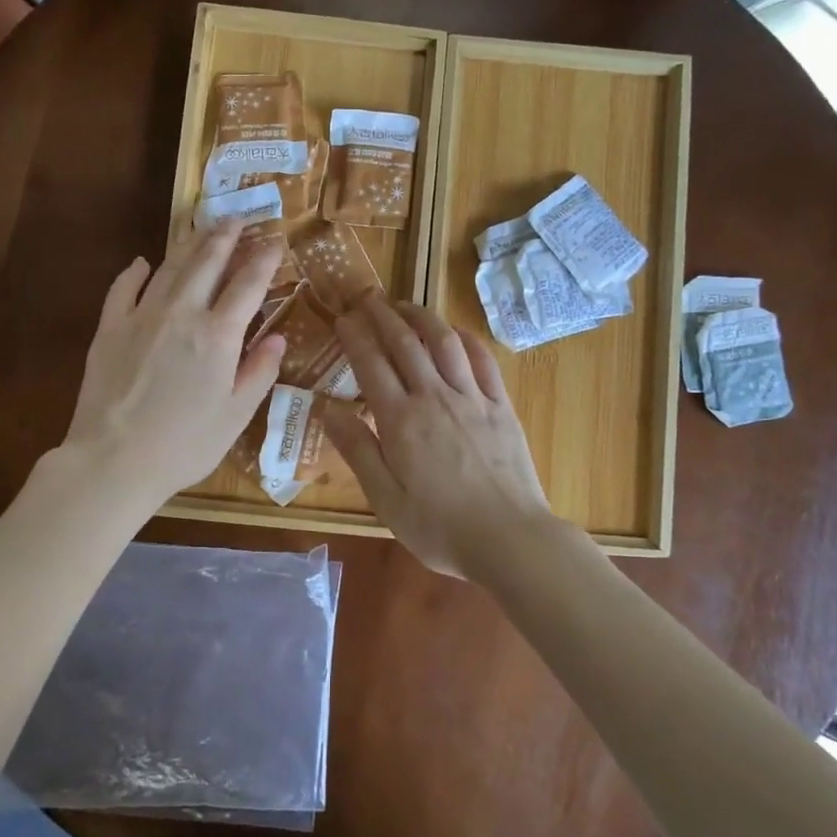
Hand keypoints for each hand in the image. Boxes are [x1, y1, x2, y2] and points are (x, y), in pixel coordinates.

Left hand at [59, 223, 285, 507]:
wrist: (114, 461)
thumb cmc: (185, 444)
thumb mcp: (236, 415)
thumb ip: (259, 371)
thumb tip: (276, 338)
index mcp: (219, 334)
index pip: (249, 284)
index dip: (265, 259)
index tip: (275, 241)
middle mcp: (182, 312)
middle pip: (208, 262)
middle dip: (226, 236)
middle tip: (237, 217)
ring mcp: (141, 316)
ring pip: (170, 267)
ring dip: (189, 244)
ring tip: (203, 227)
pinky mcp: (109, 328)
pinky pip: (123, 288)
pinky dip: (135, 272)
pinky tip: (142, 262)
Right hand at [325, 295, 554, 579]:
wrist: (509, 538)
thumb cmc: (439, 527)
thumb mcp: (385, 499)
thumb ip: (357, 450)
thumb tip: (327, 409)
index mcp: (401, 421)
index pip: (371, 365)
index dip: (355, 337)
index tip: (342, 318)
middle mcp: (434, 397)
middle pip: (405, 343)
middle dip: (383, 315)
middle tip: (367, 297)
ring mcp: (472, 398)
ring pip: (444, 343)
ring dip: (422, 317)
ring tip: (405, 304)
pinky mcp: (501, 406)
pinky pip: (483, 361)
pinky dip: (466, 339)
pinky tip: (456, 333)